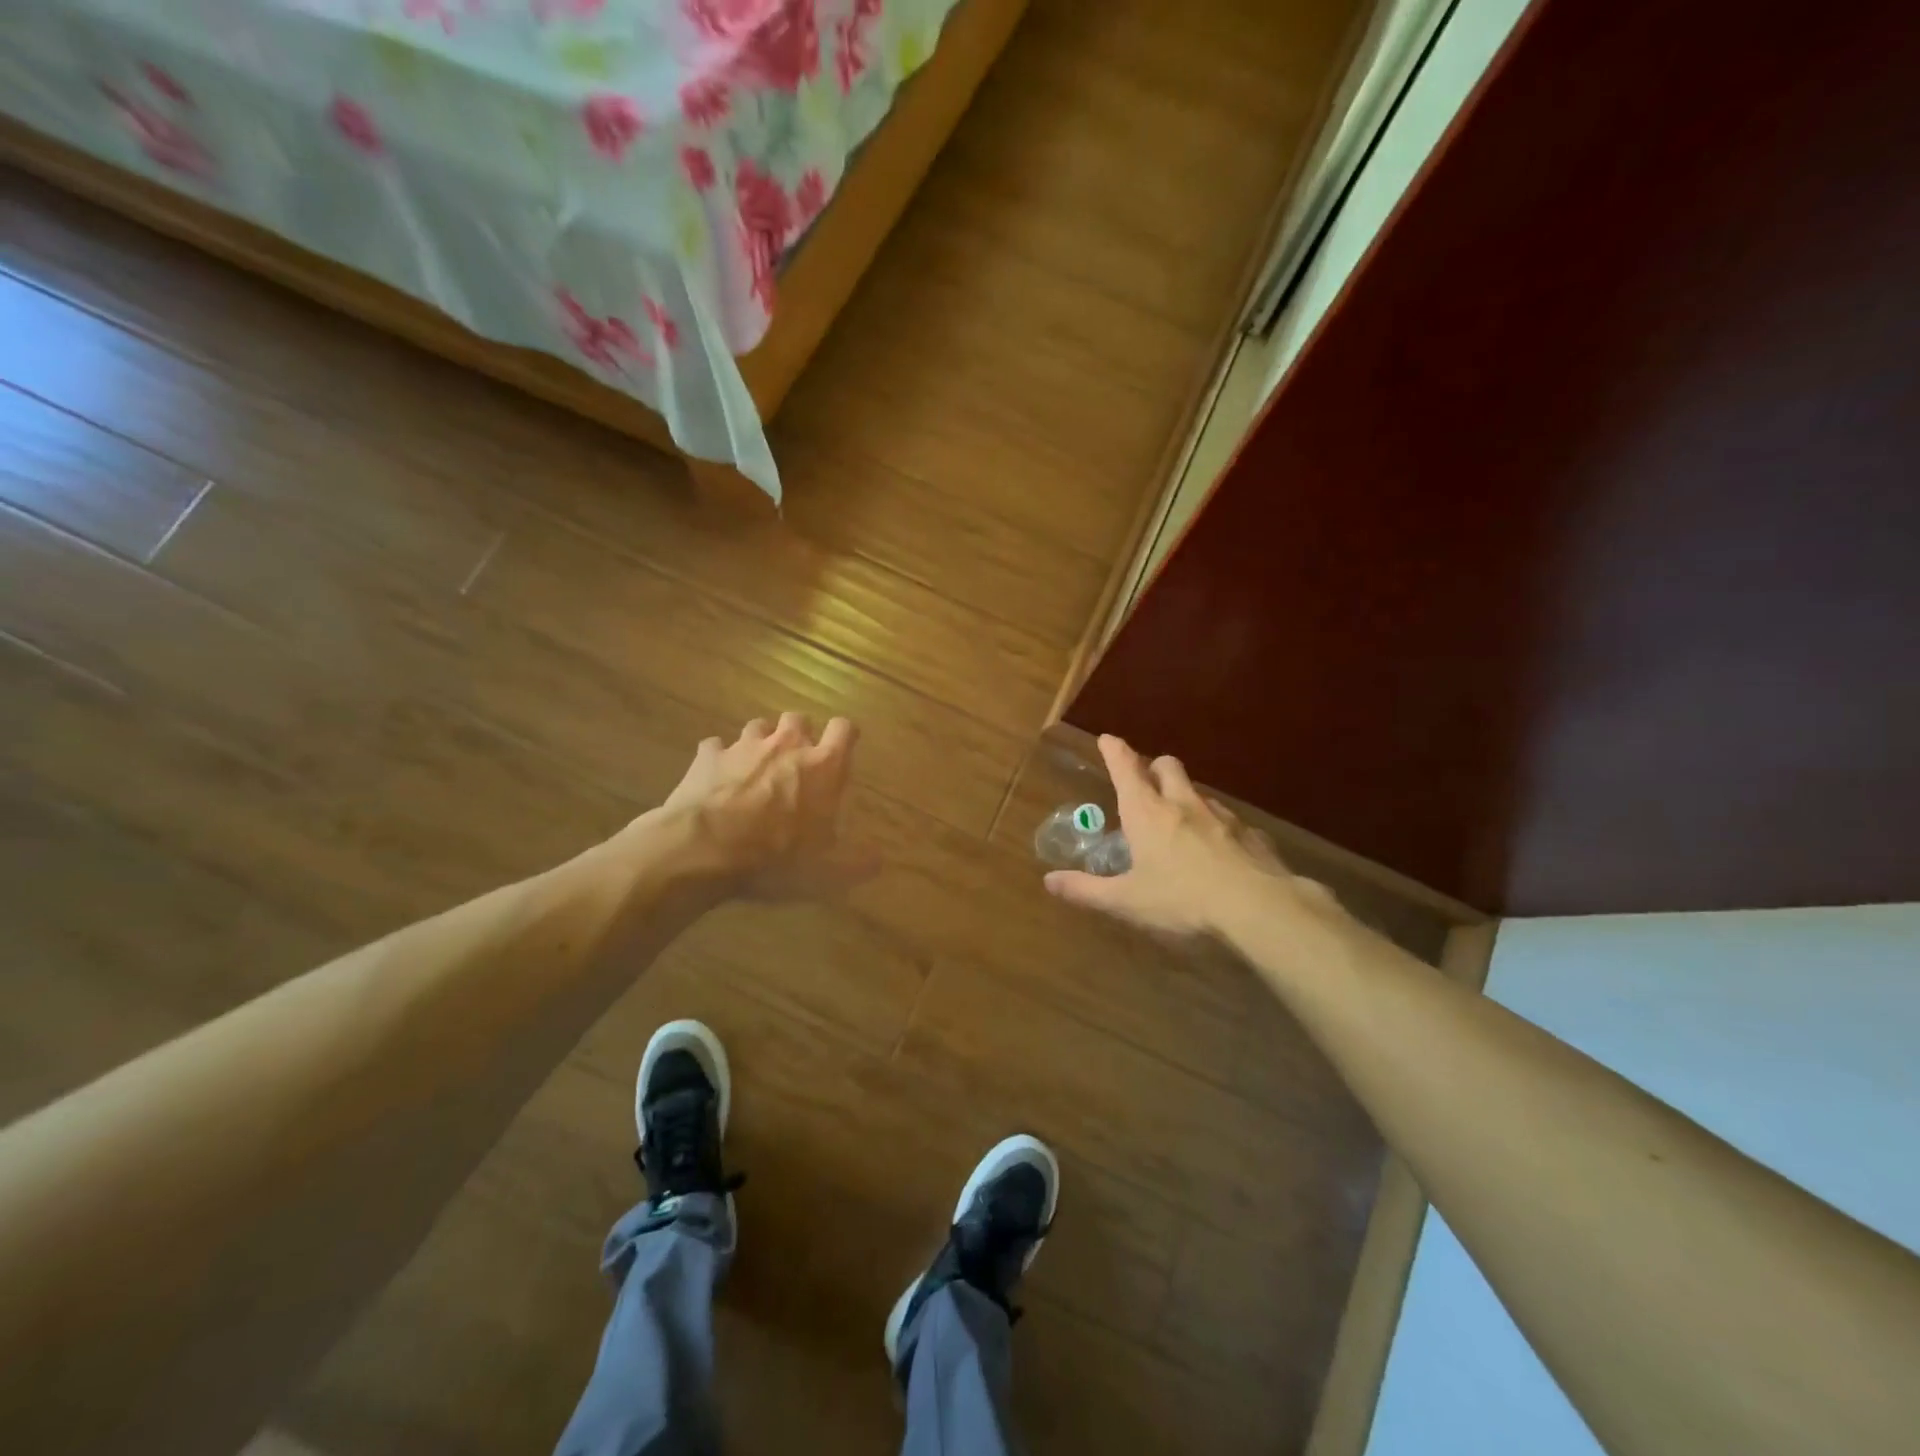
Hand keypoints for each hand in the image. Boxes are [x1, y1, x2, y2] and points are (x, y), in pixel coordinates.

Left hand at [650, 713, 877, 899]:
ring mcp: (744, 747)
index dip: (845, 736)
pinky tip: (716, 780)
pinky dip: (719, 759)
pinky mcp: (708, 757)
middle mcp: (787, 745)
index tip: (842, 749)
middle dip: (799, 735)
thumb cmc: (776, 858)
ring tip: (756, 768)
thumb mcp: (827, 873)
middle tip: (796, 762)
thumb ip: (858, 863)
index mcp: (823, 766)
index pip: (844, 729)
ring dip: (761, 742)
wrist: (704, 850)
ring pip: (758, 726)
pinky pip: (716, 747)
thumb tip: (879, 859)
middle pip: (799, 719)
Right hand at [1043, 735, 1338, 942]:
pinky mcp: (1251, 834)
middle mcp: (1183, 804)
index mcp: (1147, 813)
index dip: (1115, 751)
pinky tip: (1218, 852)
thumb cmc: (1182, 900)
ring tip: (1180, 823)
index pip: (1126, 769)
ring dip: (1185, 798)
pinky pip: (1229, 821)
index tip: (1108, 739)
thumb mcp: (1127, 901)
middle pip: (1168, 766)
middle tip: (1145, 783)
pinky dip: (1216, 827)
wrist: (1258, 908)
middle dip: (1154, 767)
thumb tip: (1049, 882)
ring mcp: (1221, 817)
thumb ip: (1087, 890)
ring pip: (1199, 793)